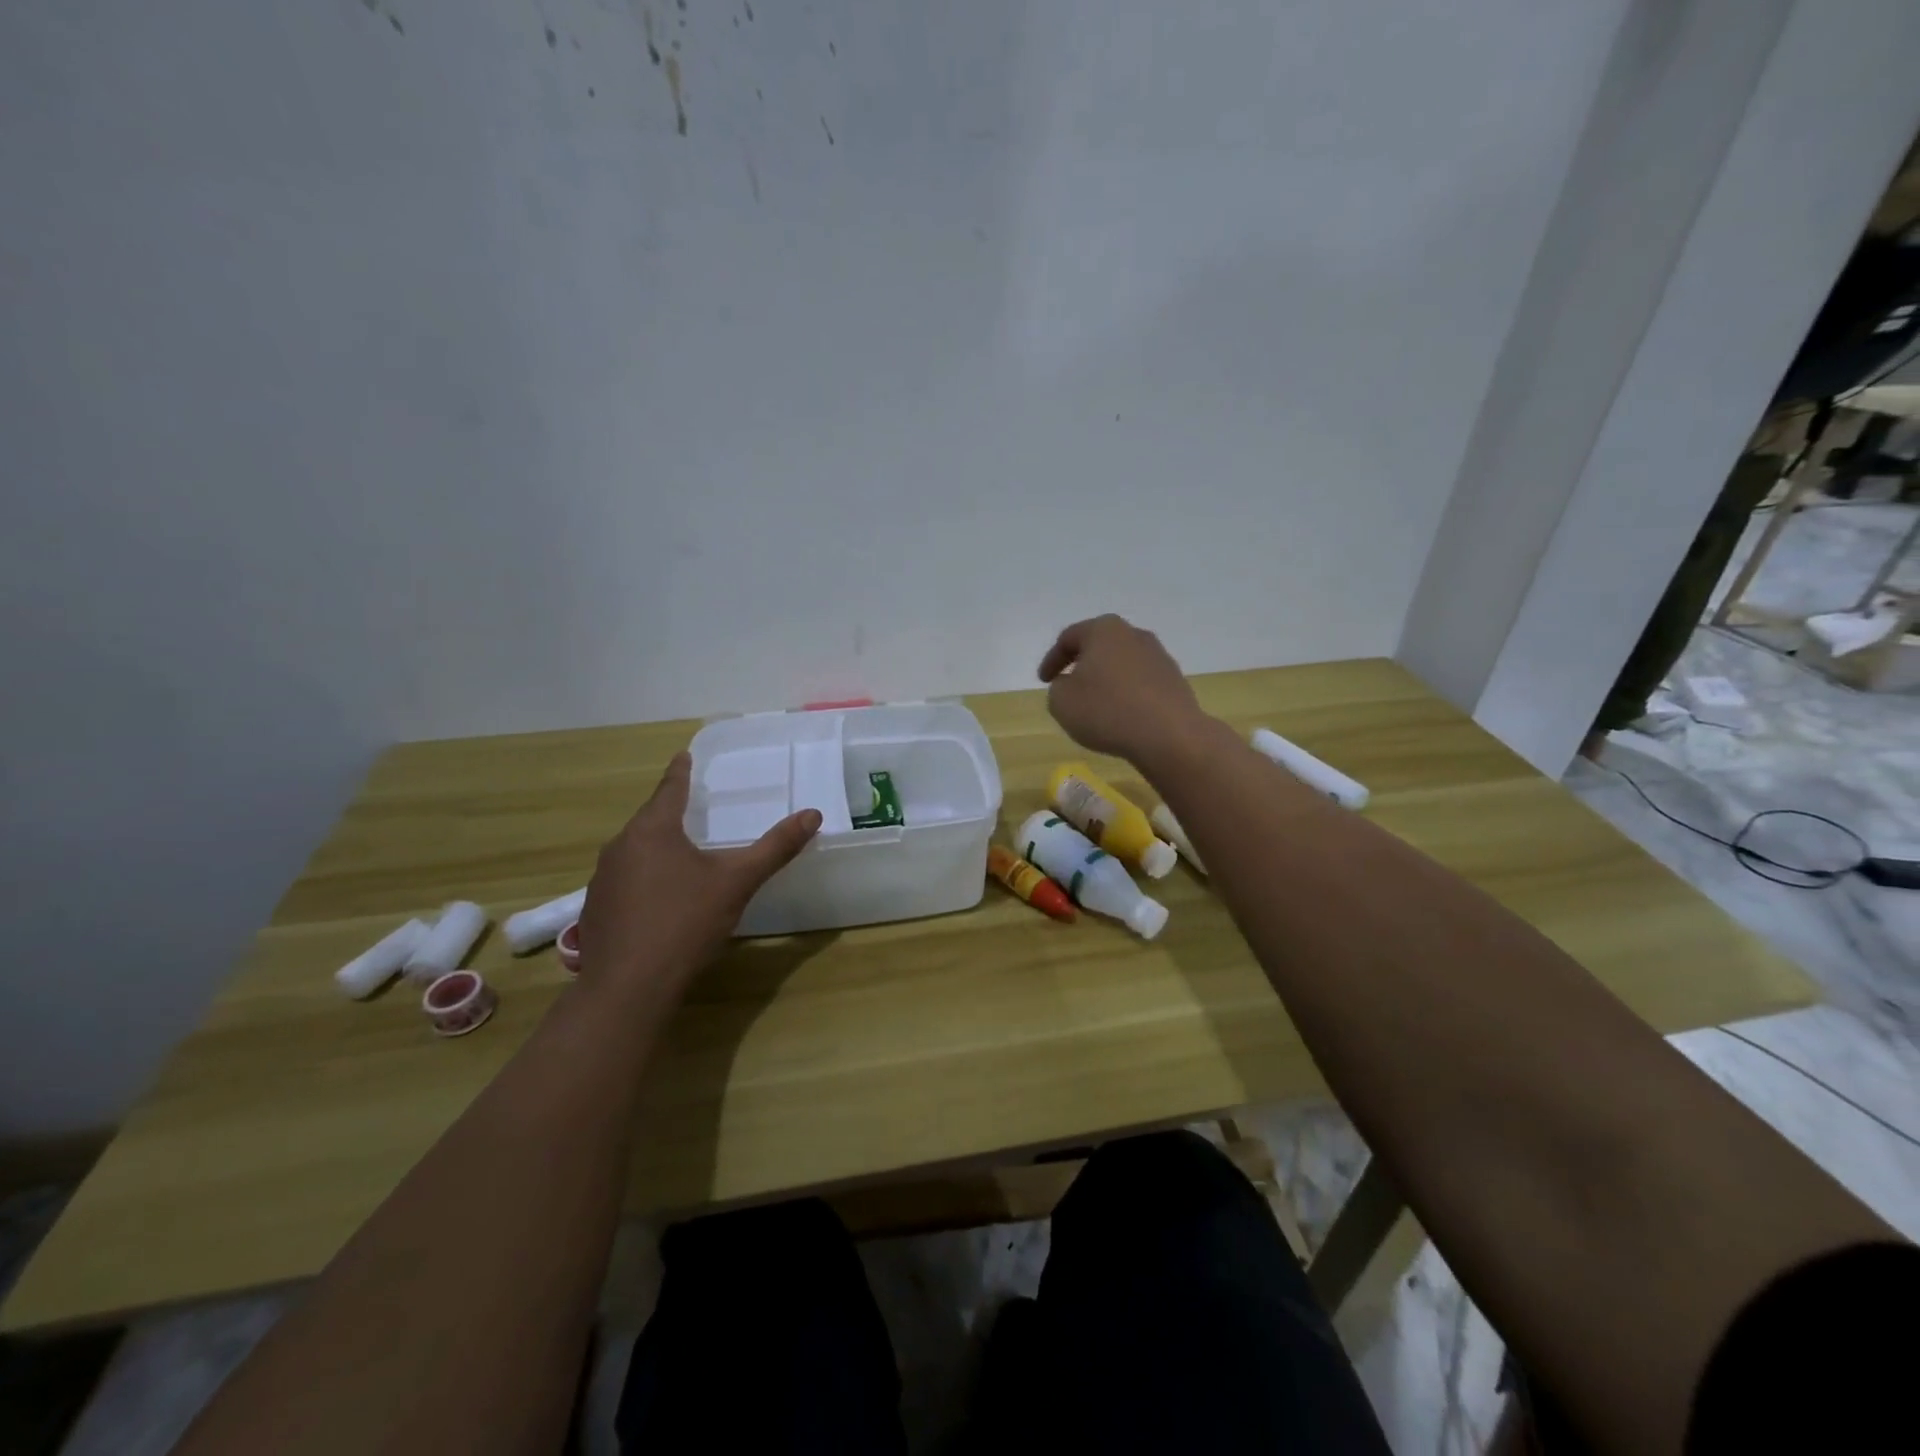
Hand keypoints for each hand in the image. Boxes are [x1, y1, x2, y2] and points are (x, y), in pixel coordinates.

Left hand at [578, 752, 820, 993]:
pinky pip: (623, 881)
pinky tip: (658, 901)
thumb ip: (774, 848)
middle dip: (669, 813)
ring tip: (678, 855)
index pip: (669, 789)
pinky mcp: (595, 911)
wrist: (629, 988)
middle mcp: (620, 847)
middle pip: (649, 820)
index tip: (683, 756)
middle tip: (691, 808)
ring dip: (655, 849)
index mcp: (652, 830)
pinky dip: (642, 880)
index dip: (680, 772)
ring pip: (634, 852)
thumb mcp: (737, 882)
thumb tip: (812, 814)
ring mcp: (601, 881)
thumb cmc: (685, 923)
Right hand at [1037, 614, 1210, 765]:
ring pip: (1122, 663)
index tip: (1043, 681)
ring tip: (1096, 703)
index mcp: (1103, 630)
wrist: (1169, 735)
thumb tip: (1072, 684)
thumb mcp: (1061, 702)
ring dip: (1106, 679)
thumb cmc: (1107, 711)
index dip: (1051, 660)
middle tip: (1068, 685)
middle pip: (1099, 645)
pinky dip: (1126, 693)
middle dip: (1082, 664)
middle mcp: (1133, 634)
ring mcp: (1158, 656)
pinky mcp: (1174, 679)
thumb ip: (1058, 688)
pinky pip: (1140, 682)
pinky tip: (1121, 714)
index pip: (1068, 638)